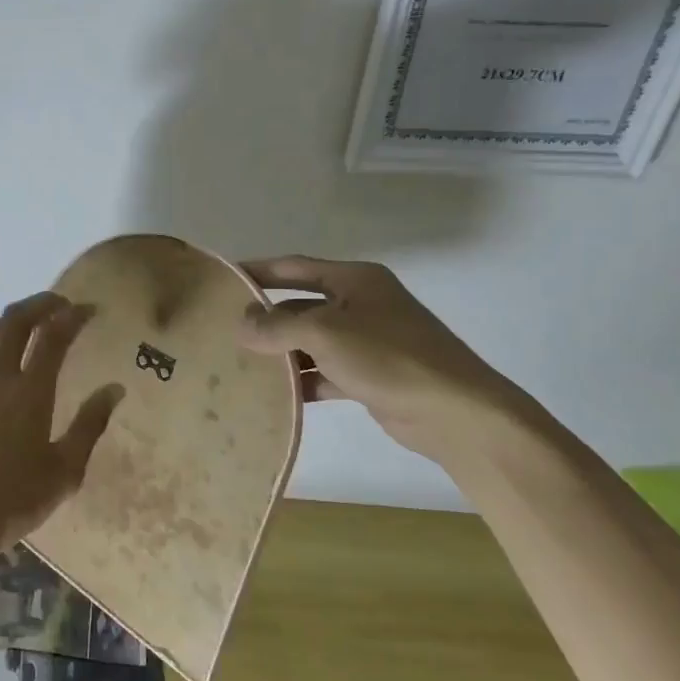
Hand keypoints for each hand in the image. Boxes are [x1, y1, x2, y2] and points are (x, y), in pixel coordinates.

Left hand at [0, 291, 124, 575]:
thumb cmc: (14, 500)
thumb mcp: (65, 470)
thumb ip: (89, 424)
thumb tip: (114, 389)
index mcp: (30, 392)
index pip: (53, 336)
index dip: (73, 316)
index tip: (91, 310)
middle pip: (16, 320)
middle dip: (41, 303)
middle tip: (62, 305)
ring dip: (15, 318)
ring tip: (33, 323)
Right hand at [238, 256, 538, 465]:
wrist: (456, 413)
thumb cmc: (388, 357)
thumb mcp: (325, 333)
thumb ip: (277, 325)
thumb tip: (242, 323)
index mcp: (354, 280)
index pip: (294, 267)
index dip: (258, 271)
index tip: (224, 280)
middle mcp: (361, 304)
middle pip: (302, 305)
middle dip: (268, 318)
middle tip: (227, 330)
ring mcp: (368, 341)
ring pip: (312, 341)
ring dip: (283, 352)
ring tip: (243, 364)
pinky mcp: (372, 375)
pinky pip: (327, 370)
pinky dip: (305, 380)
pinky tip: (278, 394)